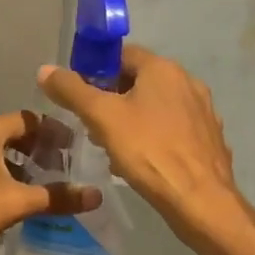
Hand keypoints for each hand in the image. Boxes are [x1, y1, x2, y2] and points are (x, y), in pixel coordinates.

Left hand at [0, 111, 101, 254]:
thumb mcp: (15, 205)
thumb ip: (56, 198)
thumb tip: (96, 195)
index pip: (27, 119)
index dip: (52, 132)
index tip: (71, 149)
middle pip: (6, 132)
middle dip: (32, 148)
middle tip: (54, 167)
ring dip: (8, 162)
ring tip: (28, 184)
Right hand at [37, 45, 253, 247]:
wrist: (199, 199)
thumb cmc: (148, 151)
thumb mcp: (101, 117)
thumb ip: (71, 90)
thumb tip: (45, 69)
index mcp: (163, 69)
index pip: (122, 54)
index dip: (96, 69)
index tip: (78, 94)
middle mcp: (188, 82)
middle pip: (139, 81)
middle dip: (112, 98)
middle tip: (91, 124)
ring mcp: (203, 111)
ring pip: (156, 107)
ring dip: (132, 119)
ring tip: (112, 146)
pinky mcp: (209, 139)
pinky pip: (173, 129)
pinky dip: (154, 137)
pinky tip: (141, 161)